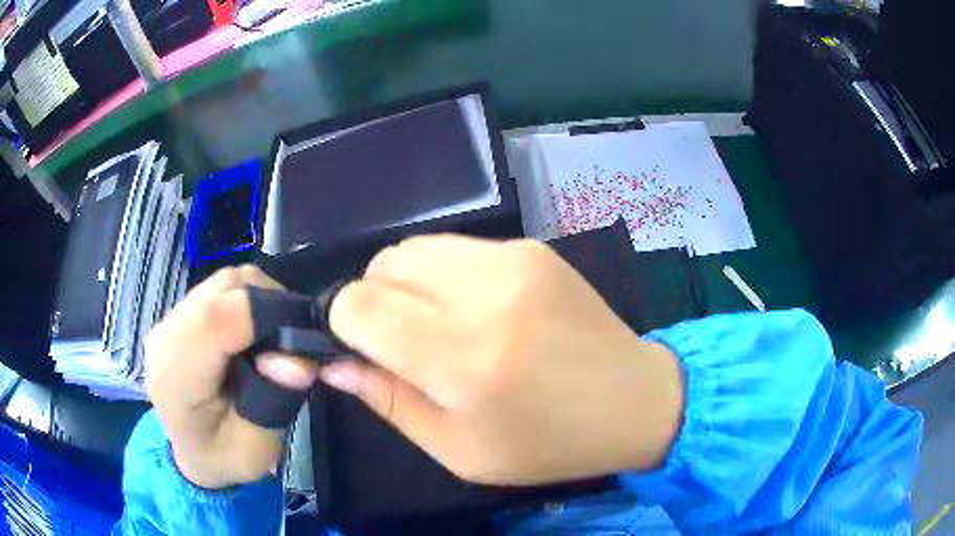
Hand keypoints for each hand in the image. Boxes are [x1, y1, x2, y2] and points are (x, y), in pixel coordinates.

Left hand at [145, 266, 318, 488]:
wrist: (193, 453)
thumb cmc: (224, 458)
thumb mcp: (256, 448)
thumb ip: (274, 403)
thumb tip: (300, 360)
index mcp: (176, 377)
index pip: (214, 320)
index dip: (263, 316)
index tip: (300, 336)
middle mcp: (166, 336)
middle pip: (223, 291)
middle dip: (268, 306)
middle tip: (292, 340)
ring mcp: (170, 319)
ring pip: (224, 282)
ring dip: (258, 300)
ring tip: (273, 337)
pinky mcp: (180, 312)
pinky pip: (220, 289)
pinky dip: (246, 301)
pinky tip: (252, 332)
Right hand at [325, 235, 684, 485]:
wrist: (633, 399)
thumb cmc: (547, 442)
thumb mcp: (459, 449)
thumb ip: (388, 401)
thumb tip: (334, 364)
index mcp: (464, 359)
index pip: (360, 305)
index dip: (342, 324)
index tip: (359, 349)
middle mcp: (486, 293)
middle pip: (383, 264)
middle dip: (372, 300)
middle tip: (400, 343)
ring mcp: (513, 259)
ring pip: (415, 248)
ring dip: (406, 284)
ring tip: (437, 325)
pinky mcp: (532, 248)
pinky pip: (456, 249)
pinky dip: (443, 276)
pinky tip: (476, 310)